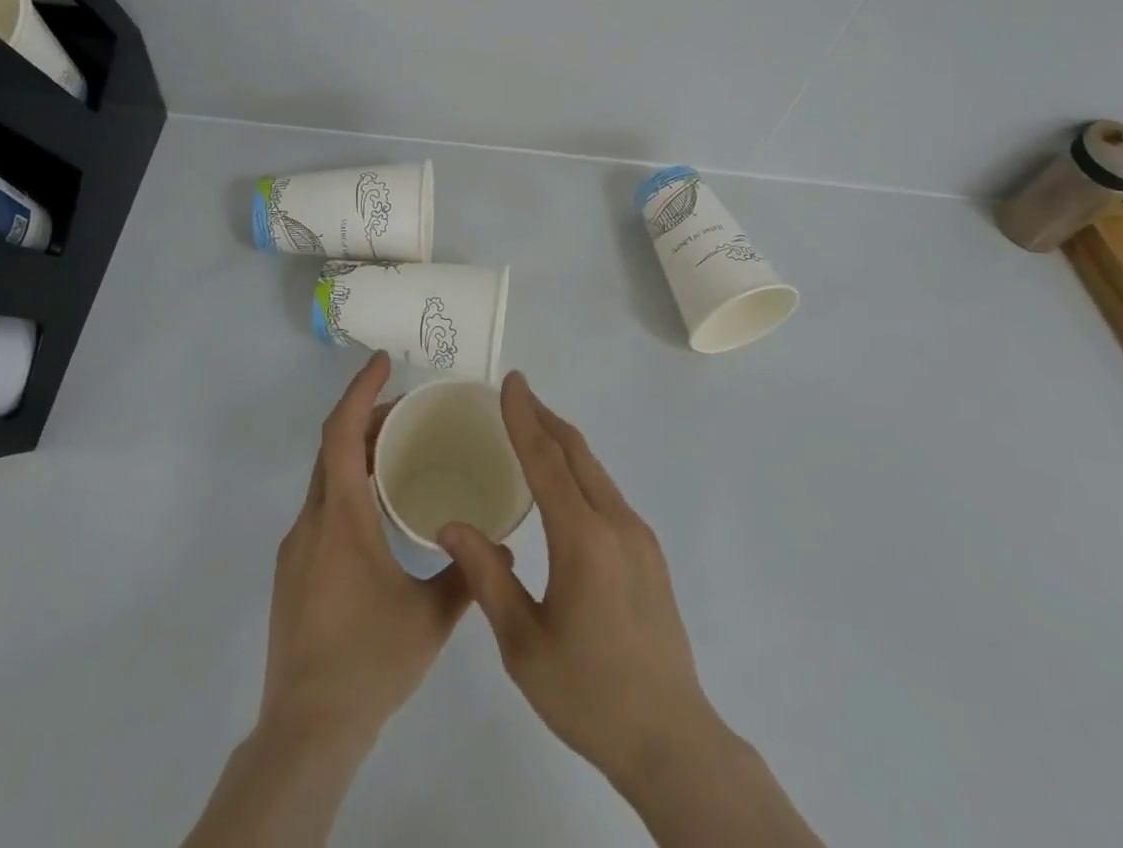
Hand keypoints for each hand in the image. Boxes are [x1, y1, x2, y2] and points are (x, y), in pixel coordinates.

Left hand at [260, 352, 481, 746]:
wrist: (306, 731)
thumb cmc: (369, 662)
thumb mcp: (430, 617)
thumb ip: (469, 576)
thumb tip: (506, 549)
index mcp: (341, 519)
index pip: (342, 434)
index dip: (360, 391)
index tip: (382, 362)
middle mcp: (312, 523)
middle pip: (332, 449)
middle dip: (365, 417)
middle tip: (407, 407)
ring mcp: (296, 548)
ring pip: (324, 479)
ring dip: (356, 454)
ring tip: (399, 452)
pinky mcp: (293, 572)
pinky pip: (321, 508)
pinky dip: (347, 487)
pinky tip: (377, 513)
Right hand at [438, 372, 717, 783]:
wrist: (671, 739)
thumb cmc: (588, 695)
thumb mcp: (523, 645)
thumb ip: (488, 578)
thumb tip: (451, 525)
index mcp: (583, 540)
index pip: (547, 461)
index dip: (524, 418)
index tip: (511, 382)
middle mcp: (617, 523)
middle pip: (576, 453)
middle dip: (544, 418)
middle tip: (516, 395)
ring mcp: (639, 536)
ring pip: (595, 471)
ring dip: (563, 443)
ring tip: (532, 430)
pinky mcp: (649, 552)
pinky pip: (608, 493)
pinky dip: (580, 471)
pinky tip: (563, 486)